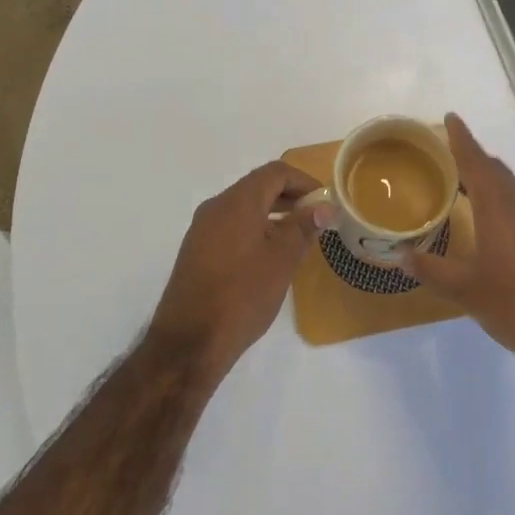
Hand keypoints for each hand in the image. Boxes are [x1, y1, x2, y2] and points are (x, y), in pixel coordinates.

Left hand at [149, 160, 326, 379]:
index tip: (324, 202)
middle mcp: (216, 207)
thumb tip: (325, 207)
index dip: (303, 181)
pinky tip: (268, 257)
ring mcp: (202, 230)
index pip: (275, 172)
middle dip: (289, 197)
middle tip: (315, 218)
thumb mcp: (283, 259)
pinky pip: (230, 227)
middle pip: (258, 187)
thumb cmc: (243, 295)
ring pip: (243, 208)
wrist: (189, 342)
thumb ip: (304, 227)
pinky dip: (254, 230)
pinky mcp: (196, 252)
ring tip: (296, 239)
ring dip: (272, 214)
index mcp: (237, 201)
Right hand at [406, 114, 514, 375]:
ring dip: (490, 181)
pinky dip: (503, 203)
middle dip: (474, 157)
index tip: (451, 118)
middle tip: (451, 153)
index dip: (461, 139)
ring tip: (467, 186)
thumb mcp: (465, 290)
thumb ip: (432, 270)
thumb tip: (401, 256)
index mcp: (498, 208)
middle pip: (496, 171)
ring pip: (512, 190)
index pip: (476, 162)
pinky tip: (494, 224)